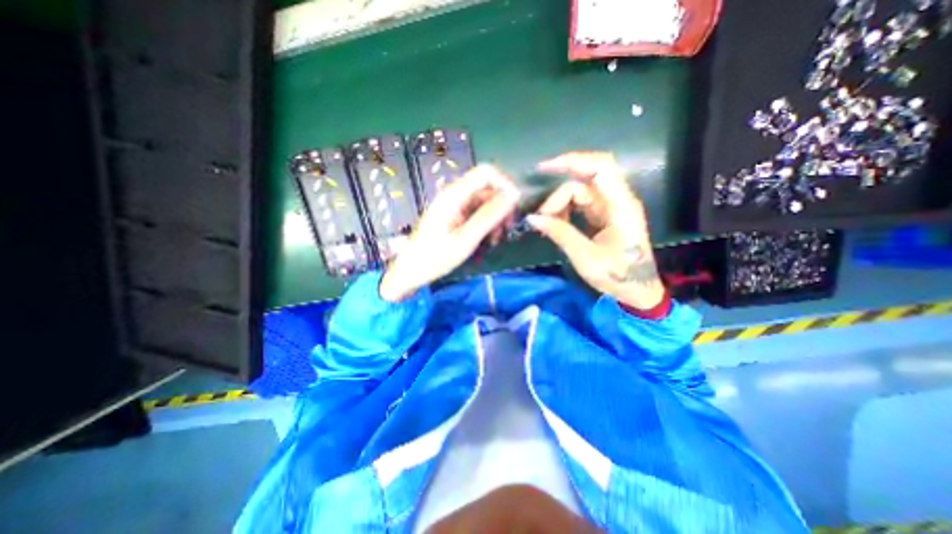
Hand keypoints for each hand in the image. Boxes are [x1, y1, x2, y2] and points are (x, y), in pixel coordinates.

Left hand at [378, 165, 519, 302]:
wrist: (410, 272)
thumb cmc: (434, 258)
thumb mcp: (465, 239)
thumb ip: (489, 216)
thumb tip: (514, 195)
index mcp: (454, 195)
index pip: (486, 173)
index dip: (504, 184)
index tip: (514, 207)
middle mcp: (455, 195)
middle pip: (487, 188)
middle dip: (502, 206)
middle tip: (507, 229)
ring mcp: (455, 206)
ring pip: (485, 202)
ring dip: (496, 218)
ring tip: (496, 240)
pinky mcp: (455, 217)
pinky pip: (477, 213)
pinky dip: (487, 224)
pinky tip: (488, 240)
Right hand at [524, 150, 664, 307]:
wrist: (637, 291)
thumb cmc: (618, 276)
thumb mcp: (586, 257)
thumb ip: (560, 234)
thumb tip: (533, 219)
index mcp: (621, 206)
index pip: (601, 168)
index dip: (573, 161)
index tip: (544, 168)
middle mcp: (618, 200)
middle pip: (583, 182)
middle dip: (558, 196)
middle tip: (541, 218)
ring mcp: (610, 208)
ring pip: (579, 193)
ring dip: (560, 205)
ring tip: (548, 225)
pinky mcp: (604, 216)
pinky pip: (581, 204)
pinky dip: (565, 211)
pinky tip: (556, 225)